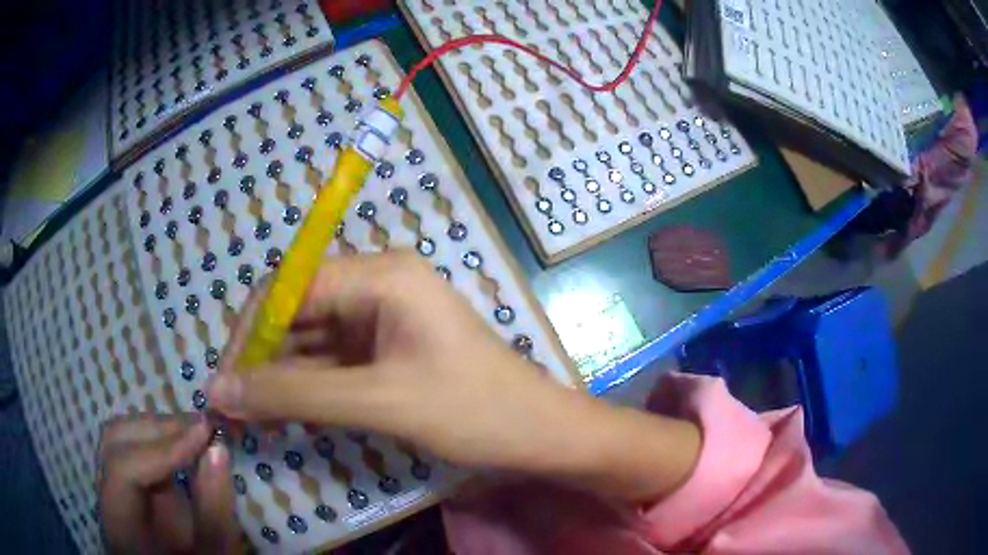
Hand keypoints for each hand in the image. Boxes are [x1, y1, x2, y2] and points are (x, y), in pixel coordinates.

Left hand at [98, 414, 239, 553]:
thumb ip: (213, 512)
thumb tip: (218, 449)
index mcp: (120, 525)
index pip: (123, 469)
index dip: (163, 448)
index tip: (205, 433)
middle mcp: (107, 497)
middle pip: (116, 442)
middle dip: (161, 429)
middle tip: (204, 428)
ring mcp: (111, 486)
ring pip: (123, 438)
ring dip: (160, 431)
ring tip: (198, 434)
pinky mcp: (124, 483)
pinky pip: (134, 448)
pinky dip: (161, 442)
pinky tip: (186, 445)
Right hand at [208, 253, 700, 500]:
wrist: (539, 434)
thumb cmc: (473, 411)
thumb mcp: (378, 402)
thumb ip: (293, 395)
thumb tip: (218, 389)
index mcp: (382, 274)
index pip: (291, 286)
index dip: (249, 331)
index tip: (223, 378)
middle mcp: (378, 284)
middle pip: (297, 311)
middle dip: (261, 358)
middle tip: (232, 405)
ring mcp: (382, 318)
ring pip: (310, 341)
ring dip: (278, 377)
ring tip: (249, 418)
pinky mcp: (385, 350)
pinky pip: (330, 362)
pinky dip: (305, 388)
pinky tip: (281, 415)